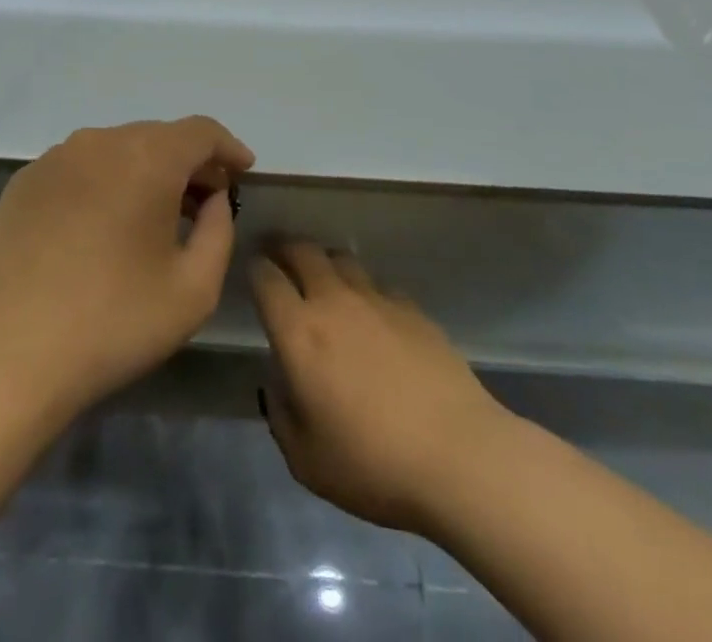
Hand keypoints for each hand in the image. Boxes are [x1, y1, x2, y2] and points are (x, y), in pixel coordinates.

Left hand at [0, 117, 254, 418]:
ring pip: (117, 148)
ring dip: (145, 171)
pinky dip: (105, 182)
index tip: (243, 172)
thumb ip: (218, 230)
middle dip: (188, 162)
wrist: (10, 354)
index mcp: (146, 158)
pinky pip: (80, 166)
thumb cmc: (114, 322)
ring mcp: (56, 157)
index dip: (228, 148)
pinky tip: (102, 225)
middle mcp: (100, 141)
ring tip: (155, 215)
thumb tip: (212, 199)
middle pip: (158, 136)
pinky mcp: (25, 180)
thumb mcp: (194, 289)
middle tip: (205, 201)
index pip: (200, 131)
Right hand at [253, 243, 508, 536]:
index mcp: (299, 332)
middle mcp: (333, 301)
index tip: (252, 272)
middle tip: (278, 255)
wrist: (459, 456)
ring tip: (322, 279)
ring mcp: (377, 300)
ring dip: (324, 262)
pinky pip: (378, 285)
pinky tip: (372, 316)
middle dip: (284, 247)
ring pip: (341, 258)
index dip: (254, 269)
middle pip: (302, 250)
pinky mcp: (413, 309)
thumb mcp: (305, 460)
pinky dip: (365, 290)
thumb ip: (280, 414)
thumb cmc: (373, 464)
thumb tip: (279, 383)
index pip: (265, 277)